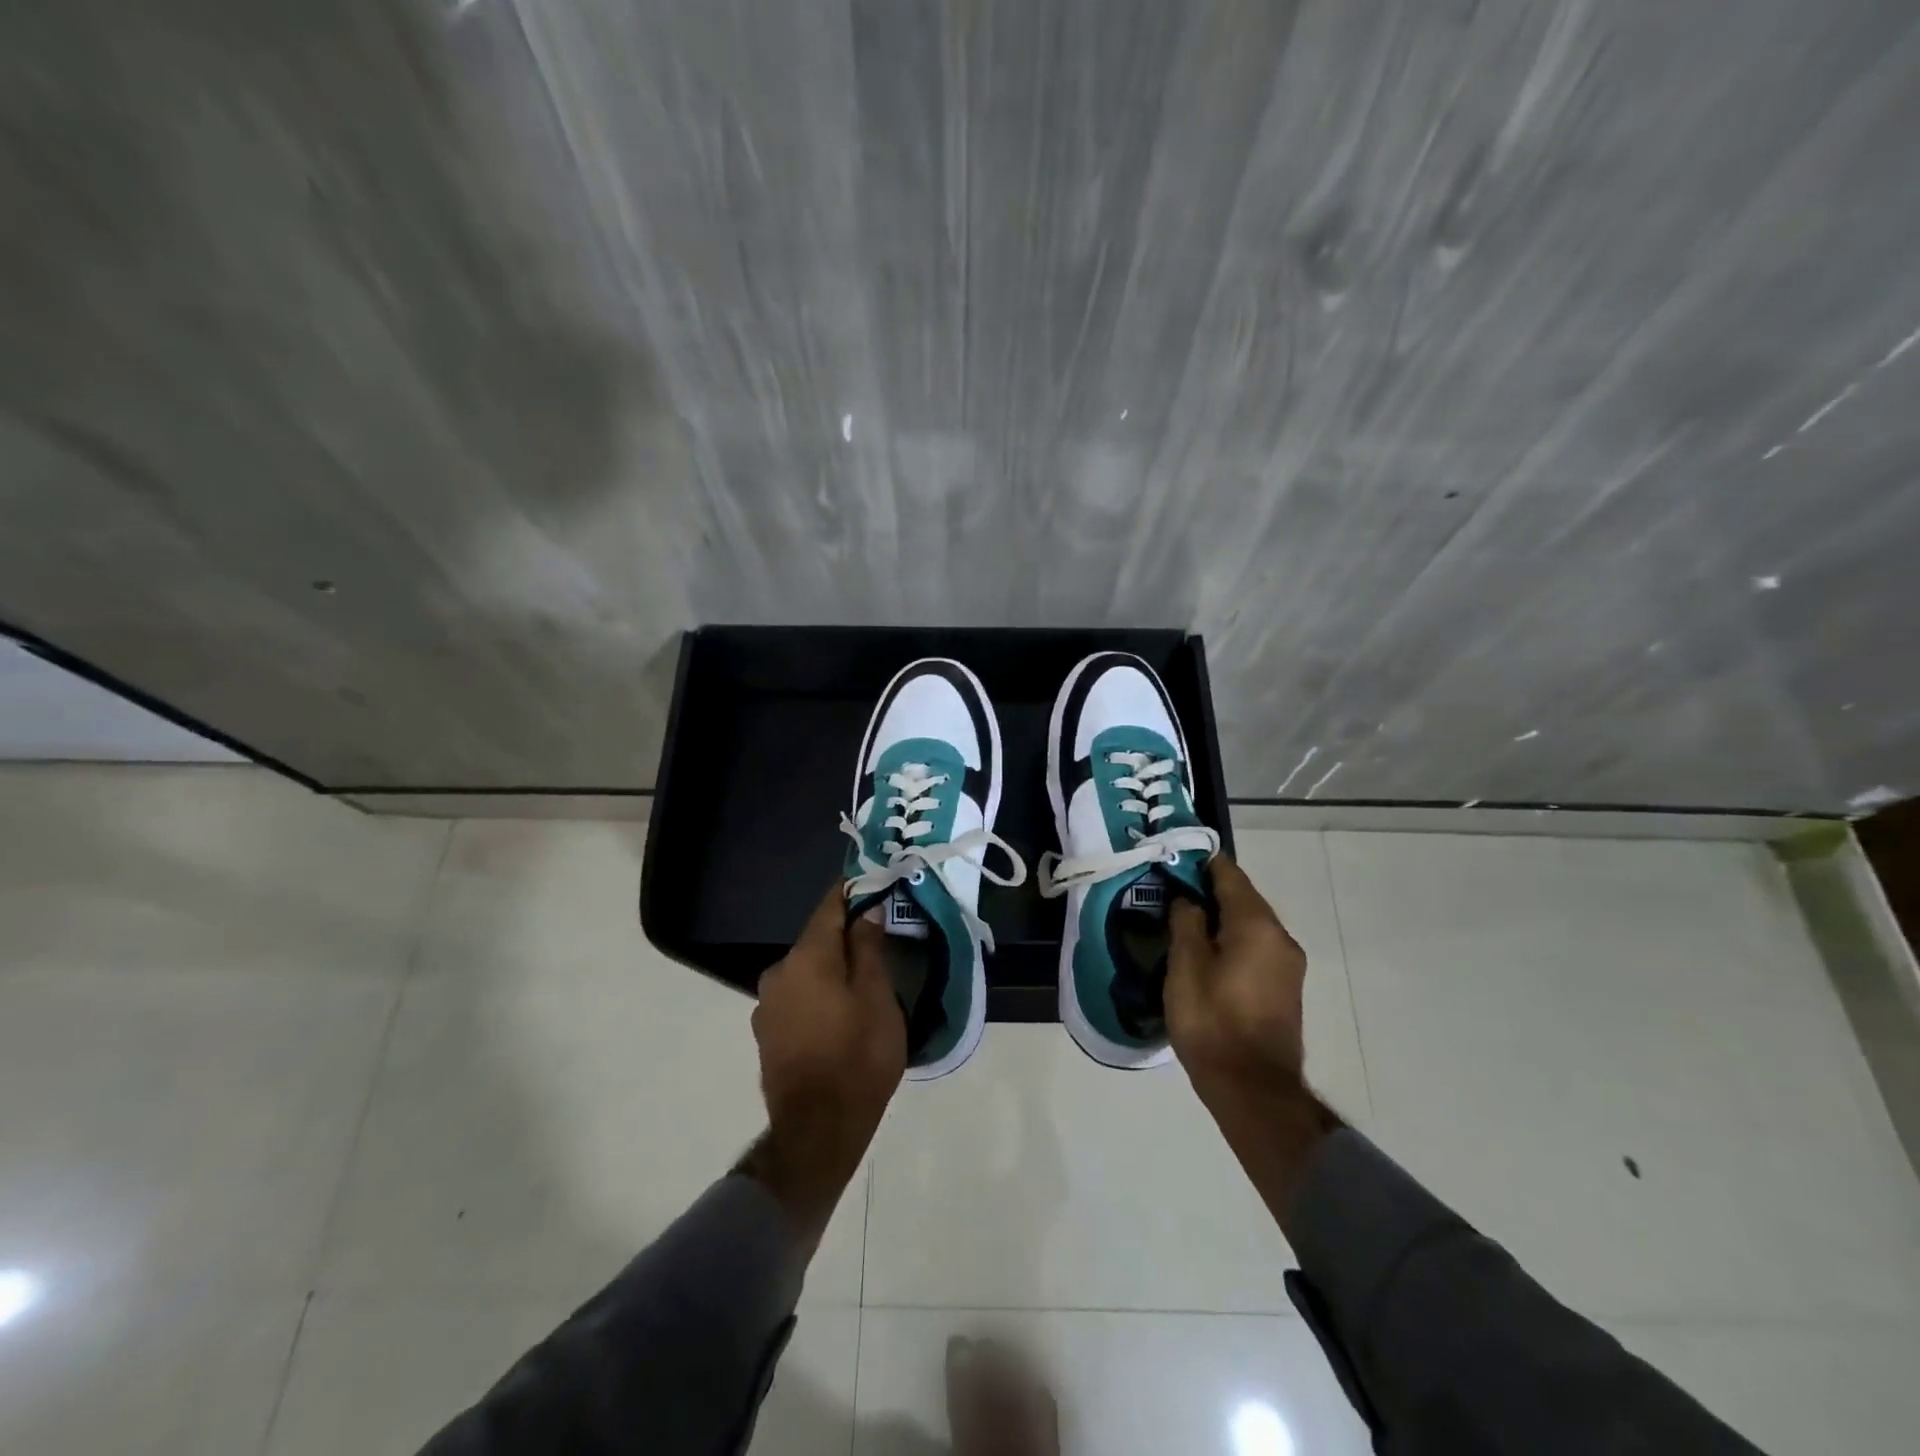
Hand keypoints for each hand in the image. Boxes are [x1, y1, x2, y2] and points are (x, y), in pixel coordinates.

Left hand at [746, 885, 905, 1245]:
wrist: (817, 1131)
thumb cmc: (858, 1058)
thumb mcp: (877, 998)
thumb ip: (868, 948)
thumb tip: (867, 909)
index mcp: (806, 957)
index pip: (830, 906)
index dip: (853, 890)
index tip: (875, 882)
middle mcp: (779, 971)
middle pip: (817, 939)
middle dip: (846, 934)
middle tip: (880, 938)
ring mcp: (767, 1003)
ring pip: (807, 969)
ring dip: (832, 967)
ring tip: (863, 978)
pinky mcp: (766, 1031)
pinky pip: (798, 995)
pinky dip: (819, 992)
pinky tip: (840, 1010)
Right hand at [1166, 854, 1308, 1098]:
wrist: (1252, 1088)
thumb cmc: (1212, 1021)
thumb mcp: (1186, 967)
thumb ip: (1187, 923)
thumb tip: (1188, 900)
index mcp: (1256, 925)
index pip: (1229, 875)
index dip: (1201, 863)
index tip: (1174, 859)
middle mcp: (1280, 937)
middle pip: (1243, 898)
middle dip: (1209, 891)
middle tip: (1171, 892)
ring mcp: (1287, 964)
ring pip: (1250, 924)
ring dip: (1220, 917)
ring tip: (1184, 922)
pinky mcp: (1285, 987)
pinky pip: (1256, 947)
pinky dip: (1232, 940)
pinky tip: (1206, 952)